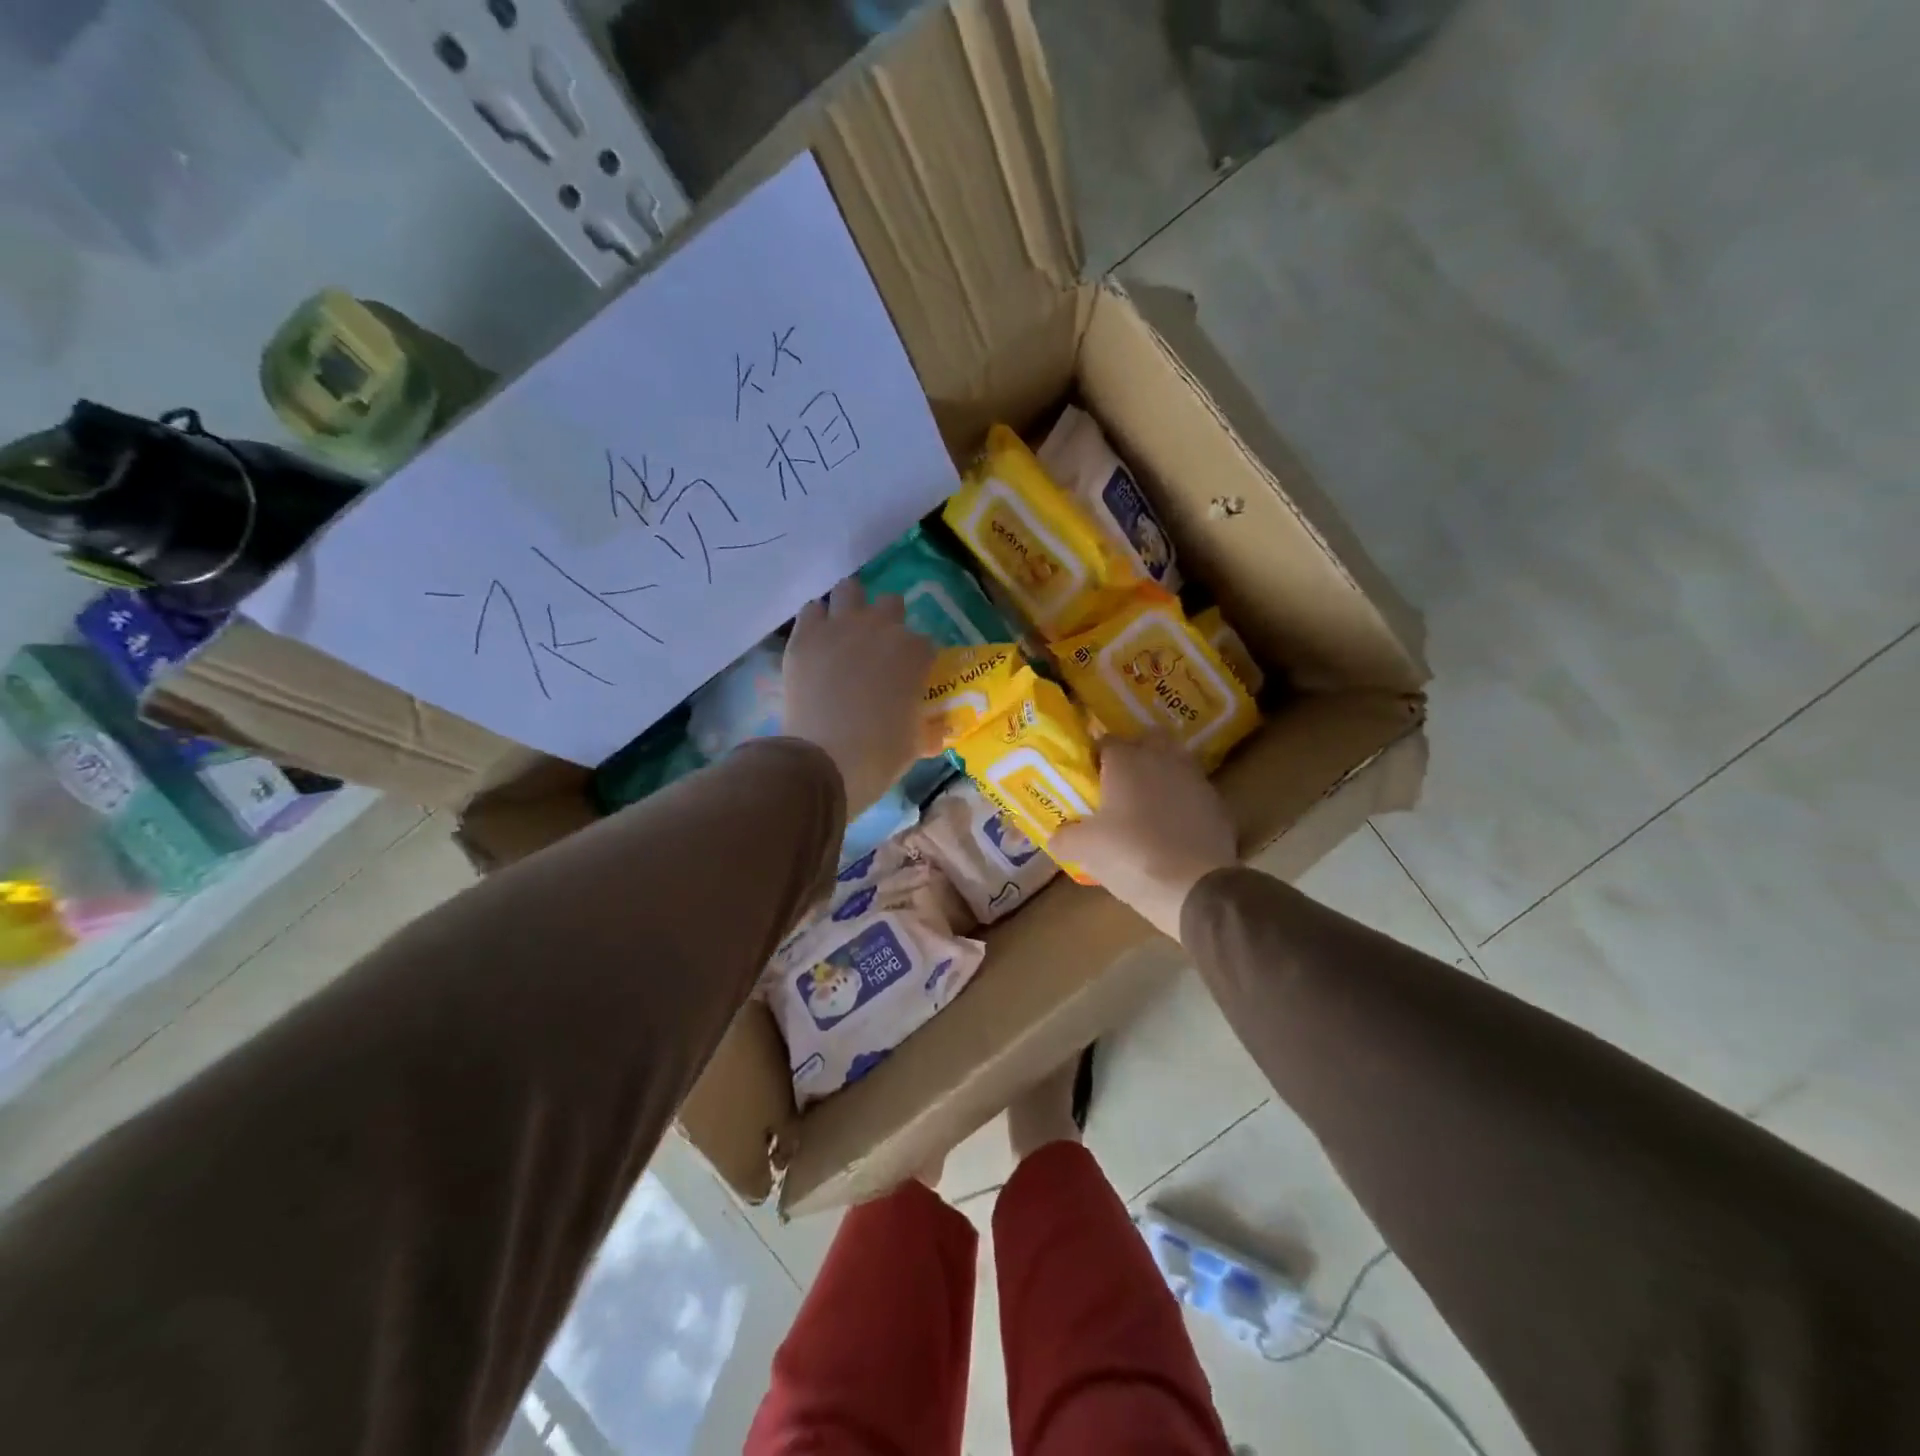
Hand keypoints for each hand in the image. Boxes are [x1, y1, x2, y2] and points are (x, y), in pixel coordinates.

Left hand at [783, 579, 936, 812]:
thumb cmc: (880, 755)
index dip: (918, 660)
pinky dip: (817, 621)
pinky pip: (812, 610)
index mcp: (915, 653)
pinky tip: (818, 641)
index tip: (911, 677)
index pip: (925, 644)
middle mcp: (881, 628)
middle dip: (888, 622)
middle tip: (879, 651)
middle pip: (891, 605)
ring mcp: (840, 627)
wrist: (825, 761)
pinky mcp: (805, 636)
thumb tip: (939, 732)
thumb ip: (929, 730)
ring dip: (851, 606)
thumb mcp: (916, 745)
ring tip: (847, 631)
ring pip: (850, 590)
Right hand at [1051, 735, 1236, 939]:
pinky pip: (1195, 794)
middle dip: (1136, 753)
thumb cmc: (1130, 855)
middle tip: (1121, 781)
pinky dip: (1184, 803)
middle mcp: (1163, 759)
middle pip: (1148, 740)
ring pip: (1176, 763)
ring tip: (1148, 803)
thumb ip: (1065, 837)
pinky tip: (1174, 828)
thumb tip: (1056, 837)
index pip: (1107, 741)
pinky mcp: (1218, 805)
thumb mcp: (1085, 850)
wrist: (1194, 887)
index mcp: (1126, 761)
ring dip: (1163, 775)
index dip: (1096, 756)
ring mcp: (1195, 780)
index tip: (1088, 777)